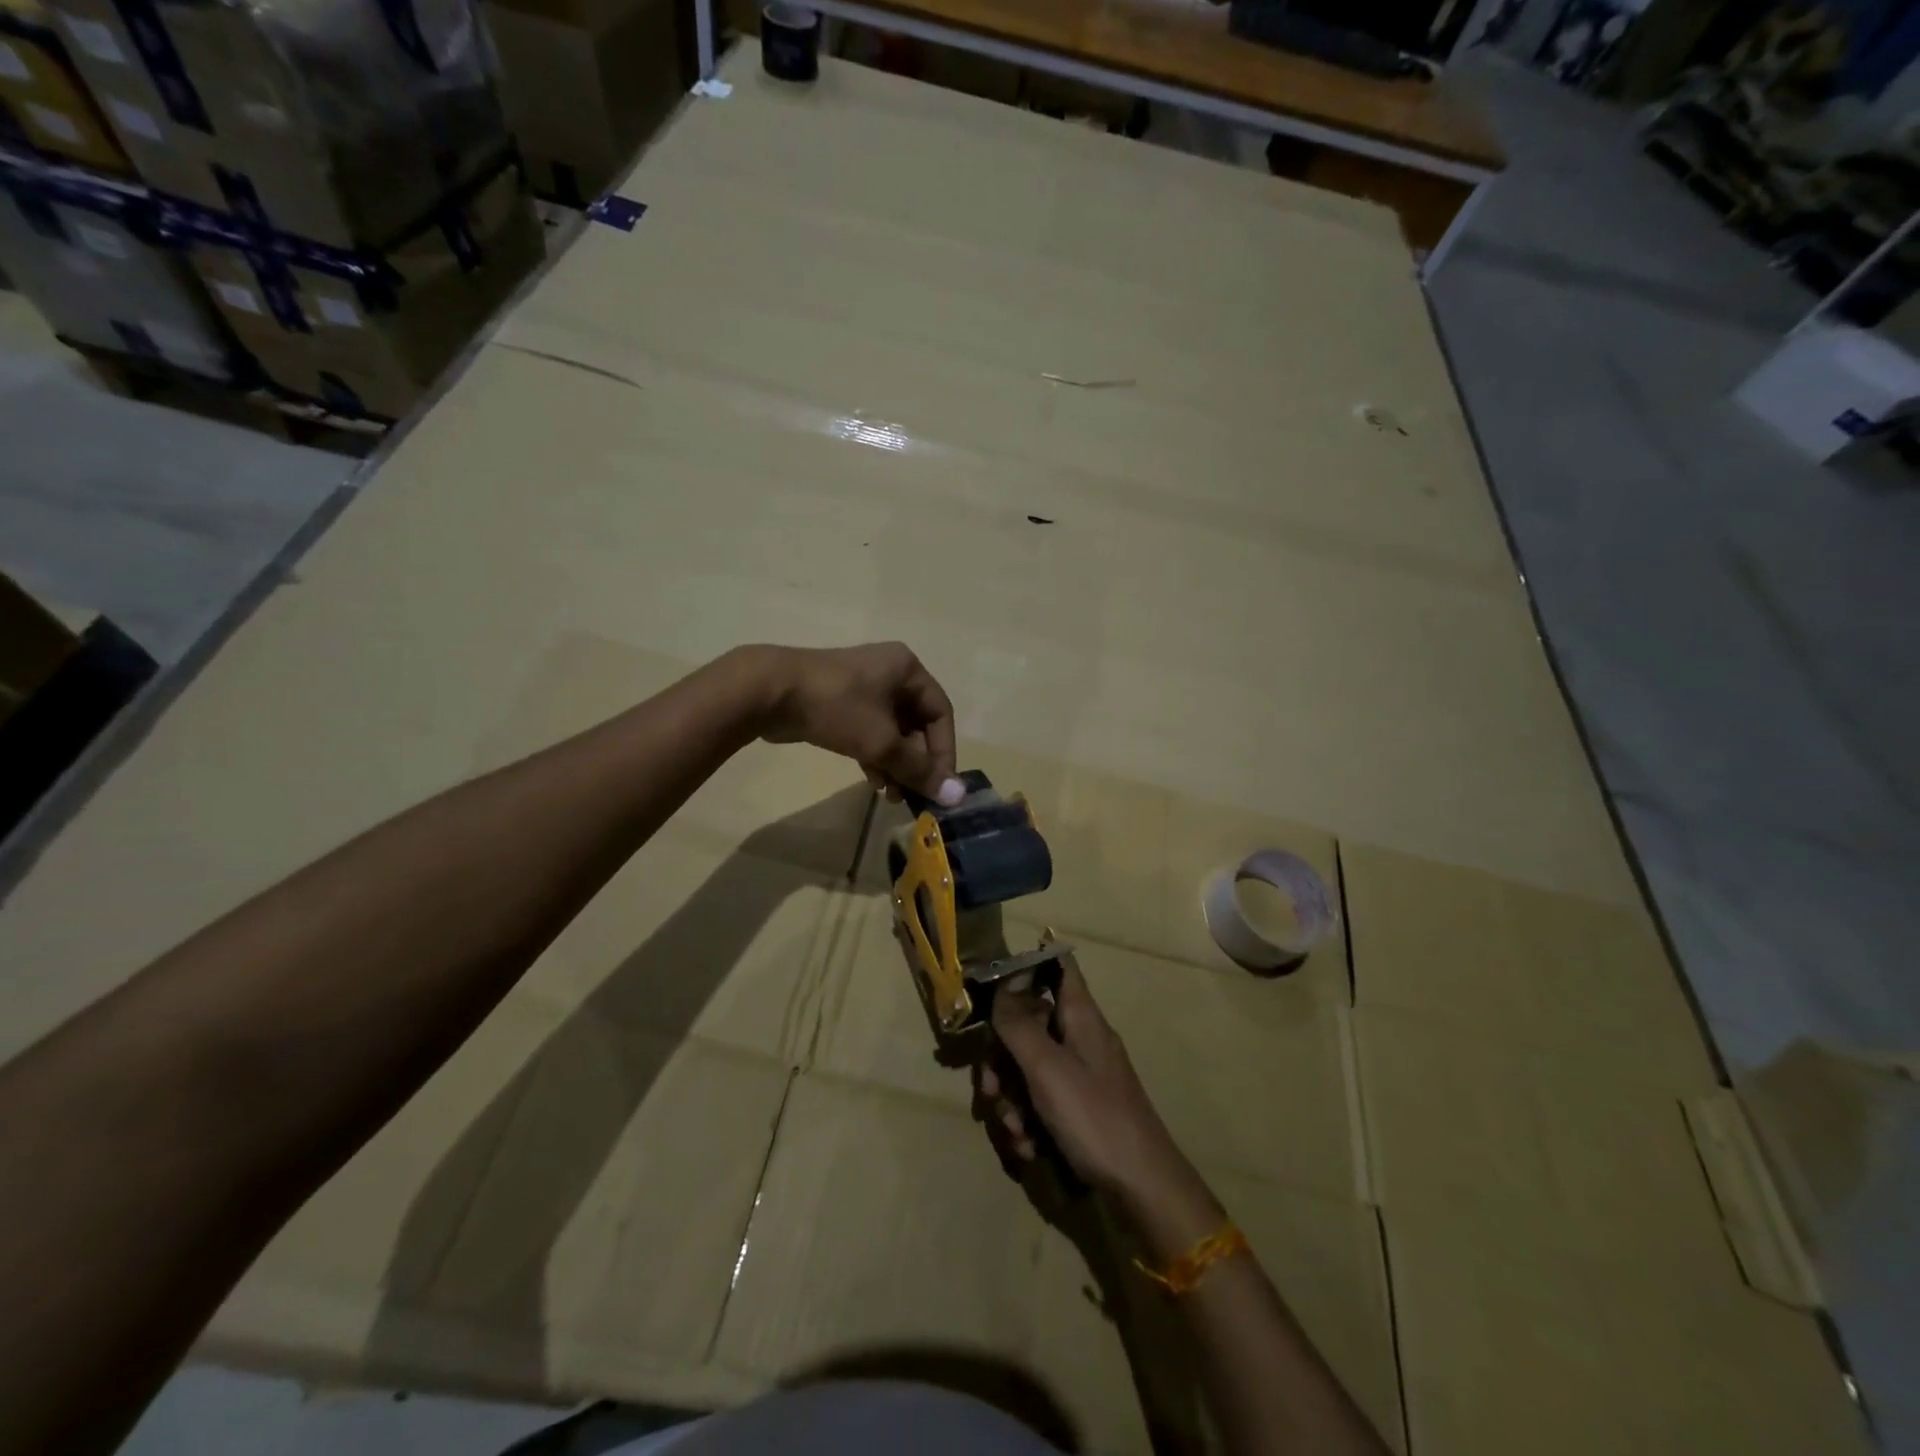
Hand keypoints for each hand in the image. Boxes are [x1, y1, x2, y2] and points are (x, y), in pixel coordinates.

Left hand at [755, 642, 964, 804]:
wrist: (769, 692)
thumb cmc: (836, 708)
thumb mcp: (882, 741)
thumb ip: (919, 769)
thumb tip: (956, 796)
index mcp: (907, 669)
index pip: (941, 713)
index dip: (944, 752)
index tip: (939, 786)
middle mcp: (890, 673)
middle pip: (917, 724)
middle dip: (916, 762)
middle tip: (913, 796)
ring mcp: (863, 687)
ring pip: (893, 731)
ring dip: (896, 764)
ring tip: (891, 796)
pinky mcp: (841, 703)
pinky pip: (870, 732)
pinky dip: (876, 756)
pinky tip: (873, 782)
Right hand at [978, 957, 1191, 1200]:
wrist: (1141, 1188)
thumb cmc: (1094, 1116)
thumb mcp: (1047, 1067)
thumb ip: (1018, 1024)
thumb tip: (1001, 982)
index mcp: (1080, 1016)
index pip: (1057, 966)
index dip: (1026, 965)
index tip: (991, 984)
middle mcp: (1081, 1038)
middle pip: (1030, 1024)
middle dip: (1001, 1058)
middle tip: (989, 1089)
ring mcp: (1081, 1075)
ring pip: (1029, 1067)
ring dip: (1011, 1098)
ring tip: (1014, 1130)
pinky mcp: (1079, 1109)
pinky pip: (1041, 1101)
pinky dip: (1028, 1122)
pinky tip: (1028, 1148)